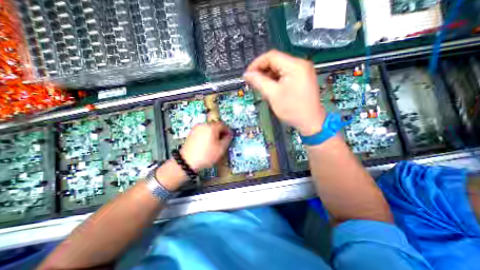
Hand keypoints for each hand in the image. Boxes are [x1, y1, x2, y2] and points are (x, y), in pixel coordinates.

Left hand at [180, 122, 232, 170]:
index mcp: (211, 127)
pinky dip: (207, 134)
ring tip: (215, 142)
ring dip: (214, 133)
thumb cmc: (206, 155)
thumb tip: (229, 135)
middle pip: (215, 125)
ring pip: (209, 128)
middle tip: (223, 139)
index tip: (230, 136)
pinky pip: (203, 131)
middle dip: (221, 131)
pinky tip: (207, 143)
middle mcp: (203, 125)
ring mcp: (196, 128)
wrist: (187, 161)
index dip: (228, 130)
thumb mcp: (221, 148)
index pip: (223, 125)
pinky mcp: (192, 133)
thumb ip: (227, 139)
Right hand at [244, 49, 325, 135]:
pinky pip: (285, 75)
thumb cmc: (292, 109)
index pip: (271, 56)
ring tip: (262, 88)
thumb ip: (259, 81)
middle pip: (276, 62)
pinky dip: (276, 80)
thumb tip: (247, 74)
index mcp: (295, 66)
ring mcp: (302, 71)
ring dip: (268, 77)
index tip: (248, 74)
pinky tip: (271, 89)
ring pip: (280, 69)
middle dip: (262, 71)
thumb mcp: (273, 95)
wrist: (310, 122)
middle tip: (254, 83)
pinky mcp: (302, 79)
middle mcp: (300, 64)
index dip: (257, 64)